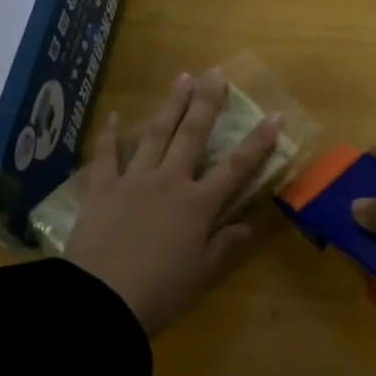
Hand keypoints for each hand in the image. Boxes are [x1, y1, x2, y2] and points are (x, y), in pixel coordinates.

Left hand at [63, 71, 280, 334]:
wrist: (101, 301)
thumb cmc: (159, 292)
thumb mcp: (201, 275)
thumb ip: (225, 246)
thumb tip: (250, 225)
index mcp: (198, 205)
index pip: (236, 167)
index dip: (258, 141)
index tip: (274, 114)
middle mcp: (169, 182)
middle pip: (192, 136)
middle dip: (207, 103)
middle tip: (216, 74)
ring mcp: (133, 181)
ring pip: (155, 134)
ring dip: (170, 105)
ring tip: (181, 78)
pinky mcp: (101, 188)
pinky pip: (105, 155)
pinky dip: (109, 134)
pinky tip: (114, 115)